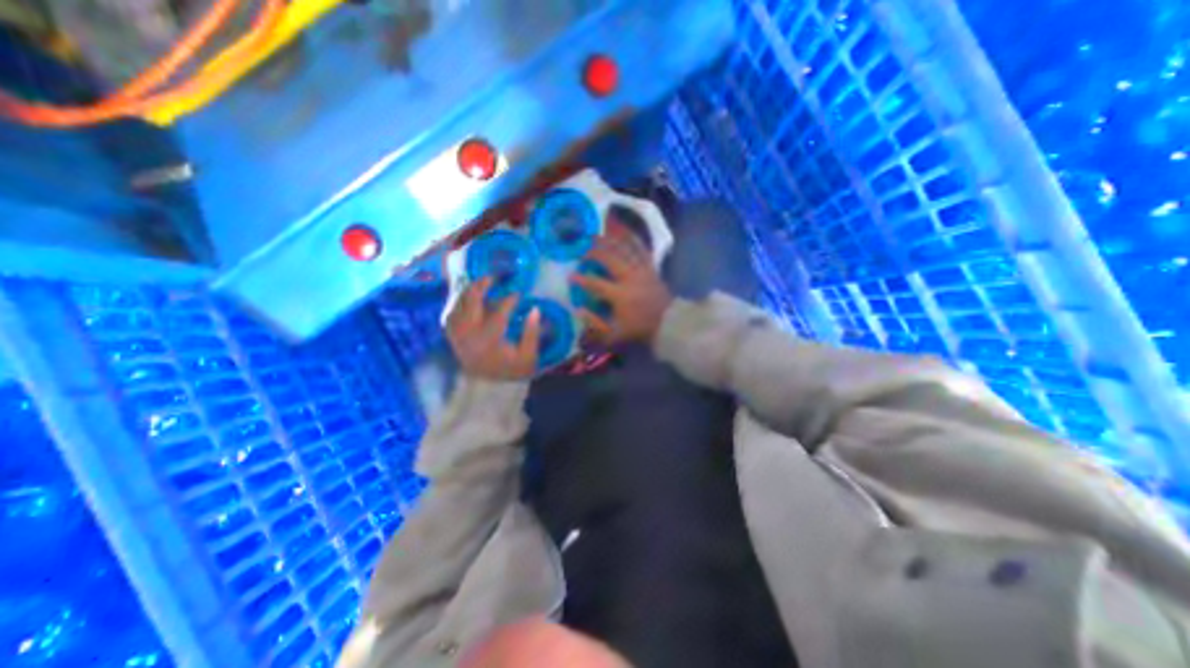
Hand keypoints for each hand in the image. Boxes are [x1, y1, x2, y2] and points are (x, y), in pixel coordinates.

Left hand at [445, 277, 543, 381]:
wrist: (493, 392)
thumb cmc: (514, 372)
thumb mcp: (529, 355)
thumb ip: (532, 332)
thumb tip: (535, 309)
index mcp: (490, 343)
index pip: (498, 314)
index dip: (508, 301)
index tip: (518, 294)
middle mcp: (470, 339)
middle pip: (470, 306)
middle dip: (480, 288)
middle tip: (492, 277)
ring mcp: (459, 340)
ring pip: (456, 310)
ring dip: (466, 294)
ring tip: (479, 284)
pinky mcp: (454, 342)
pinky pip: (449, 319)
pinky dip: (456, 306)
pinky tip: (466, 300)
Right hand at [566, 233, 667, 343]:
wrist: (668, 322)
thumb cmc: (639, 328)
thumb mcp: (614, 333)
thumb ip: (595, 323)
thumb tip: (579, 309)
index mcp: (620, 295)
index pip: (595, 284)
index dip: (581, 279)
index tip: (570, 276)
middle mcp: (630, 277)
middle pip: (609, 258)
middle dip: (594, 251)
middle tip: (582, 249)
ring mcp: (642, 269)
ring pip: (625, 249)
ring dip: (610, 240)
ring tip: (598, 234)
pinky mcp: (651, 266)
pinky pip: (641, 248)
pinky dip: (632, 238)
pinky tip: (623, 230)